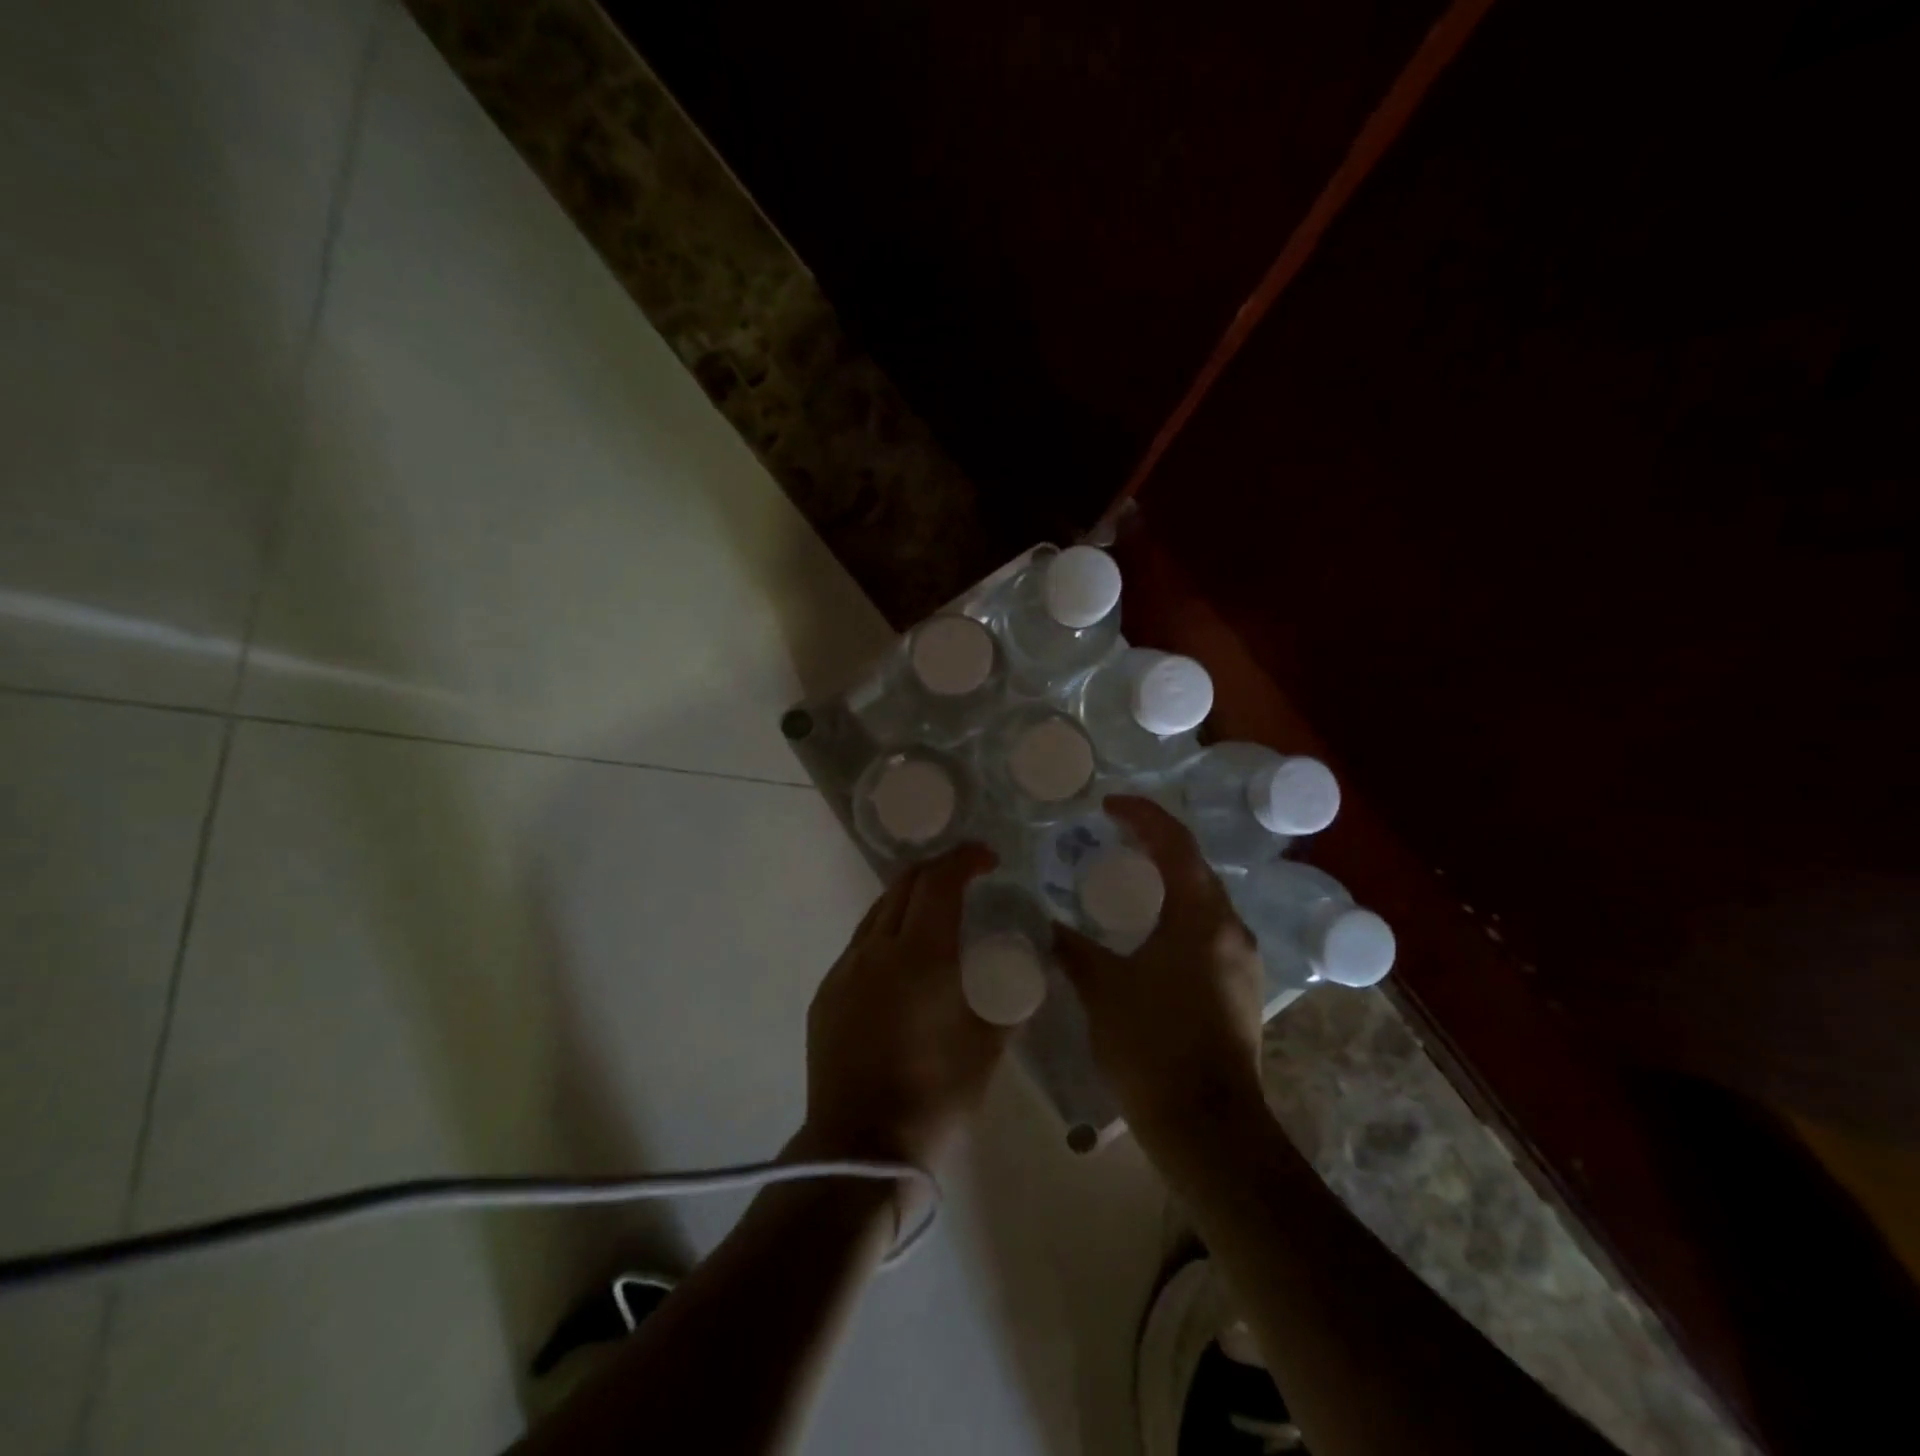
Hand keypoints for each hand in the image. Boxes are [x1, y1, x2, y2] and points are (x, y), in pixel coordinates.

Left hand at [802, 843, 1007, 1172]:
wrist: (859, 1146)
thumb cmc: (936, 1094)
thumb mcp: (988, 1045)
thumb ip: (1009, 999)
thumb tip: (1026, 974)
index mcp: (921, 954)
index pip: (940, 880)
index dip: (964, 858)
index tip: (987, 858)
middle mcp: (877, 948)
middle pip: (904, 884)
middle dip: (937, 870)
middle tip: (965, 879)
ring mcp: (845, 969)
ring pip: (878, 911)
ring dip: (909, 899)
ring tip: (935, 915)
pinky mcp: (827, 993)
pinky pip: (860, 944)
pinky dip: (887, 932)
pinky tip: (901, 961)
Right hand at [1053, 796, 1266, 1151]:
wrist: (1208, 1128)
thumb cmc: (1152, 1047)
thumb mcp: (1102, 989)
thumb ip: (1071, 948)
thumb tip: (1044, 925)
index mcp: (1201, 918)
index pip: (1175, 843)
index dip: (1142, 815)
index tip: (1108, 804)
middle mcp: (1230, 929)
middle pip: (1195, 867)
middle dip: (1157, 843)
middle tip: (1114, 836)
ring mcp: (1242, 961)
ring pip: (1204, 900)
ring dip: (1169, 880)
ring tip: (1127, 878)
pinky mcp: (1240, 988)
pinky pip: (1207, 930)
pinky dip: (1177, 913)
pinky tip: (1149, 932)